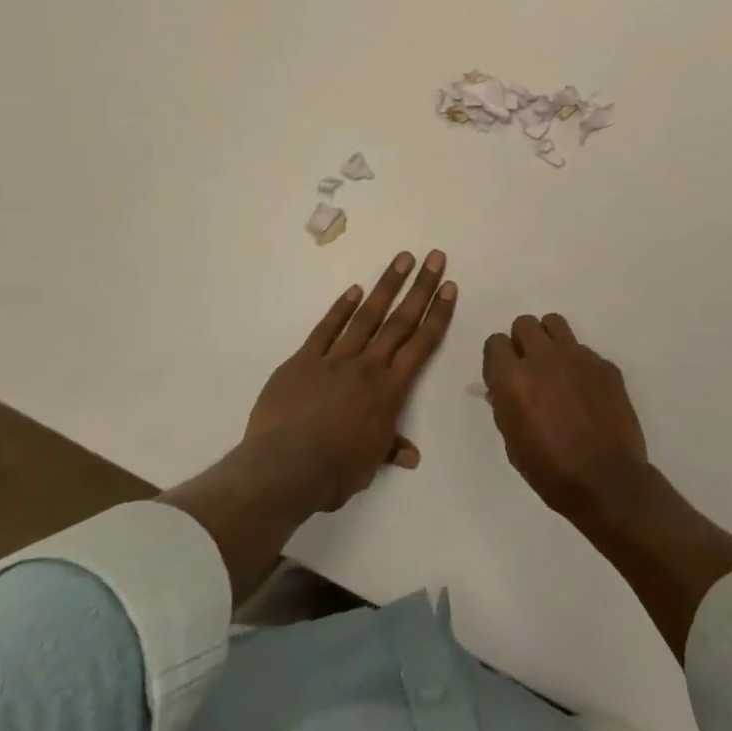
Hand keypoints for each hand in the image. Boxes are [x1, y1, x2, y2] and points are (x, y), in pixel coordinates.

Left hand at [243, 249, 455, 513]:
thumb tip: (412, 455)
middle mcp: (368, 367)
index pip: (421, 345)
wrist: (282, 470)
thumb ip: (389, 449)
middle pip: (400, 320)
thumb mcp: (368, 465)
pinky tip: (354, 289)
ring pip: (367, 316)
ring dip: (386, 285)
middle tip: (435, 257)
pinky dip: (341, 308)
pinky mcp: (304, 360)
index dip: (438, 314)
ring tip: (402, 259)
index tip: (449, 287)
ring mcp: (335, 359)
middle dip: (420, 287)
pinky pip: (326, 328)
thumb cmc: (332, 473)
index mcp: (389, 391)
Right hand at [483, 313, 650, 517]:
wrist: (608, 482)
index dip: (498, 358)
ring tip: (555, 367)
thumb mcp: (514, 444)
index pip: (495, 342)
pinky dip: (579, 364)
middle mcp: (543, 358)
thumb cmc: (552, 472)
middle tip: (530, 368)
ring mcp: (577, 357)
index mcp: (514, 379)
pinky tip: (585, 391)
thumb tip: (502, 389)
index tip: (503, 375)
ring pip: (554, 323)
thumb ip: (505, 407)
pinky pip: (584, 350)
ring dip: (549, 340)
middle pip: (524, 323)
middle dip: (523, 342)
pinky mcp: (604, 364)